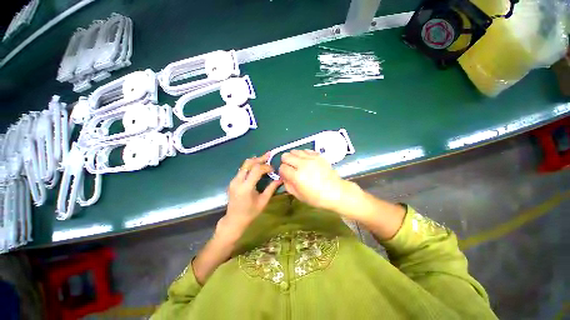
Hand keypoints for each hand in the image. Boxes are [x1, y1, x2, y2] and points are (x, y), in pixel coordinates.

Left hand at [220, 152, 281, 237]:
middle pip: (248, 163)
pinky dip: (250, 166)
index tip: (273, 169)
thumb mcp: (263, 201)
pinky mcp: (233, 181)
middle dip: (260, 158)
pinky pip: (242, 169)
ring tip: (264, 158)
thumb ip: (271, 188)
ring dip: (255, 160)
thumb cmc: (250, 213)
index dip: (266, 167)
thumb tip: (280, 179)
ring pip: (244, 165)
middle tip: (269, 155)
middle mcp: (238, 181)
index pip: (256, 170)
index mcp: (246, 187)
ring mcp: (233, 180)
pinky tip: (257, 166)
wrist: (234, 220)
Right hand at [278, 150, 349, 211]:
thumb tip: (284, 176)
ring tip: (298, 164)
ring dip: (293, 157)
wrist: (336, 192)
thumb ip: (288, 185)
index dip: (282, 172)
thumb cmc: (316, 197)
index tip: (286, 175)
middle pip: (286, 156)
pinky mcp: (318, 156)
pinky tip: (306, 161)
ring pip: (294, 151)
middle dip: (285, 162)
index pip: (282, 168)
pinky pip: (305, 150)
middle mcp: (303, 165)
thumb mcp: (298, 195)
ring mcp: (311, 158)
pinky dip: (303, 154)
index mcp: (297, 176)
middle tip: (290, 168)